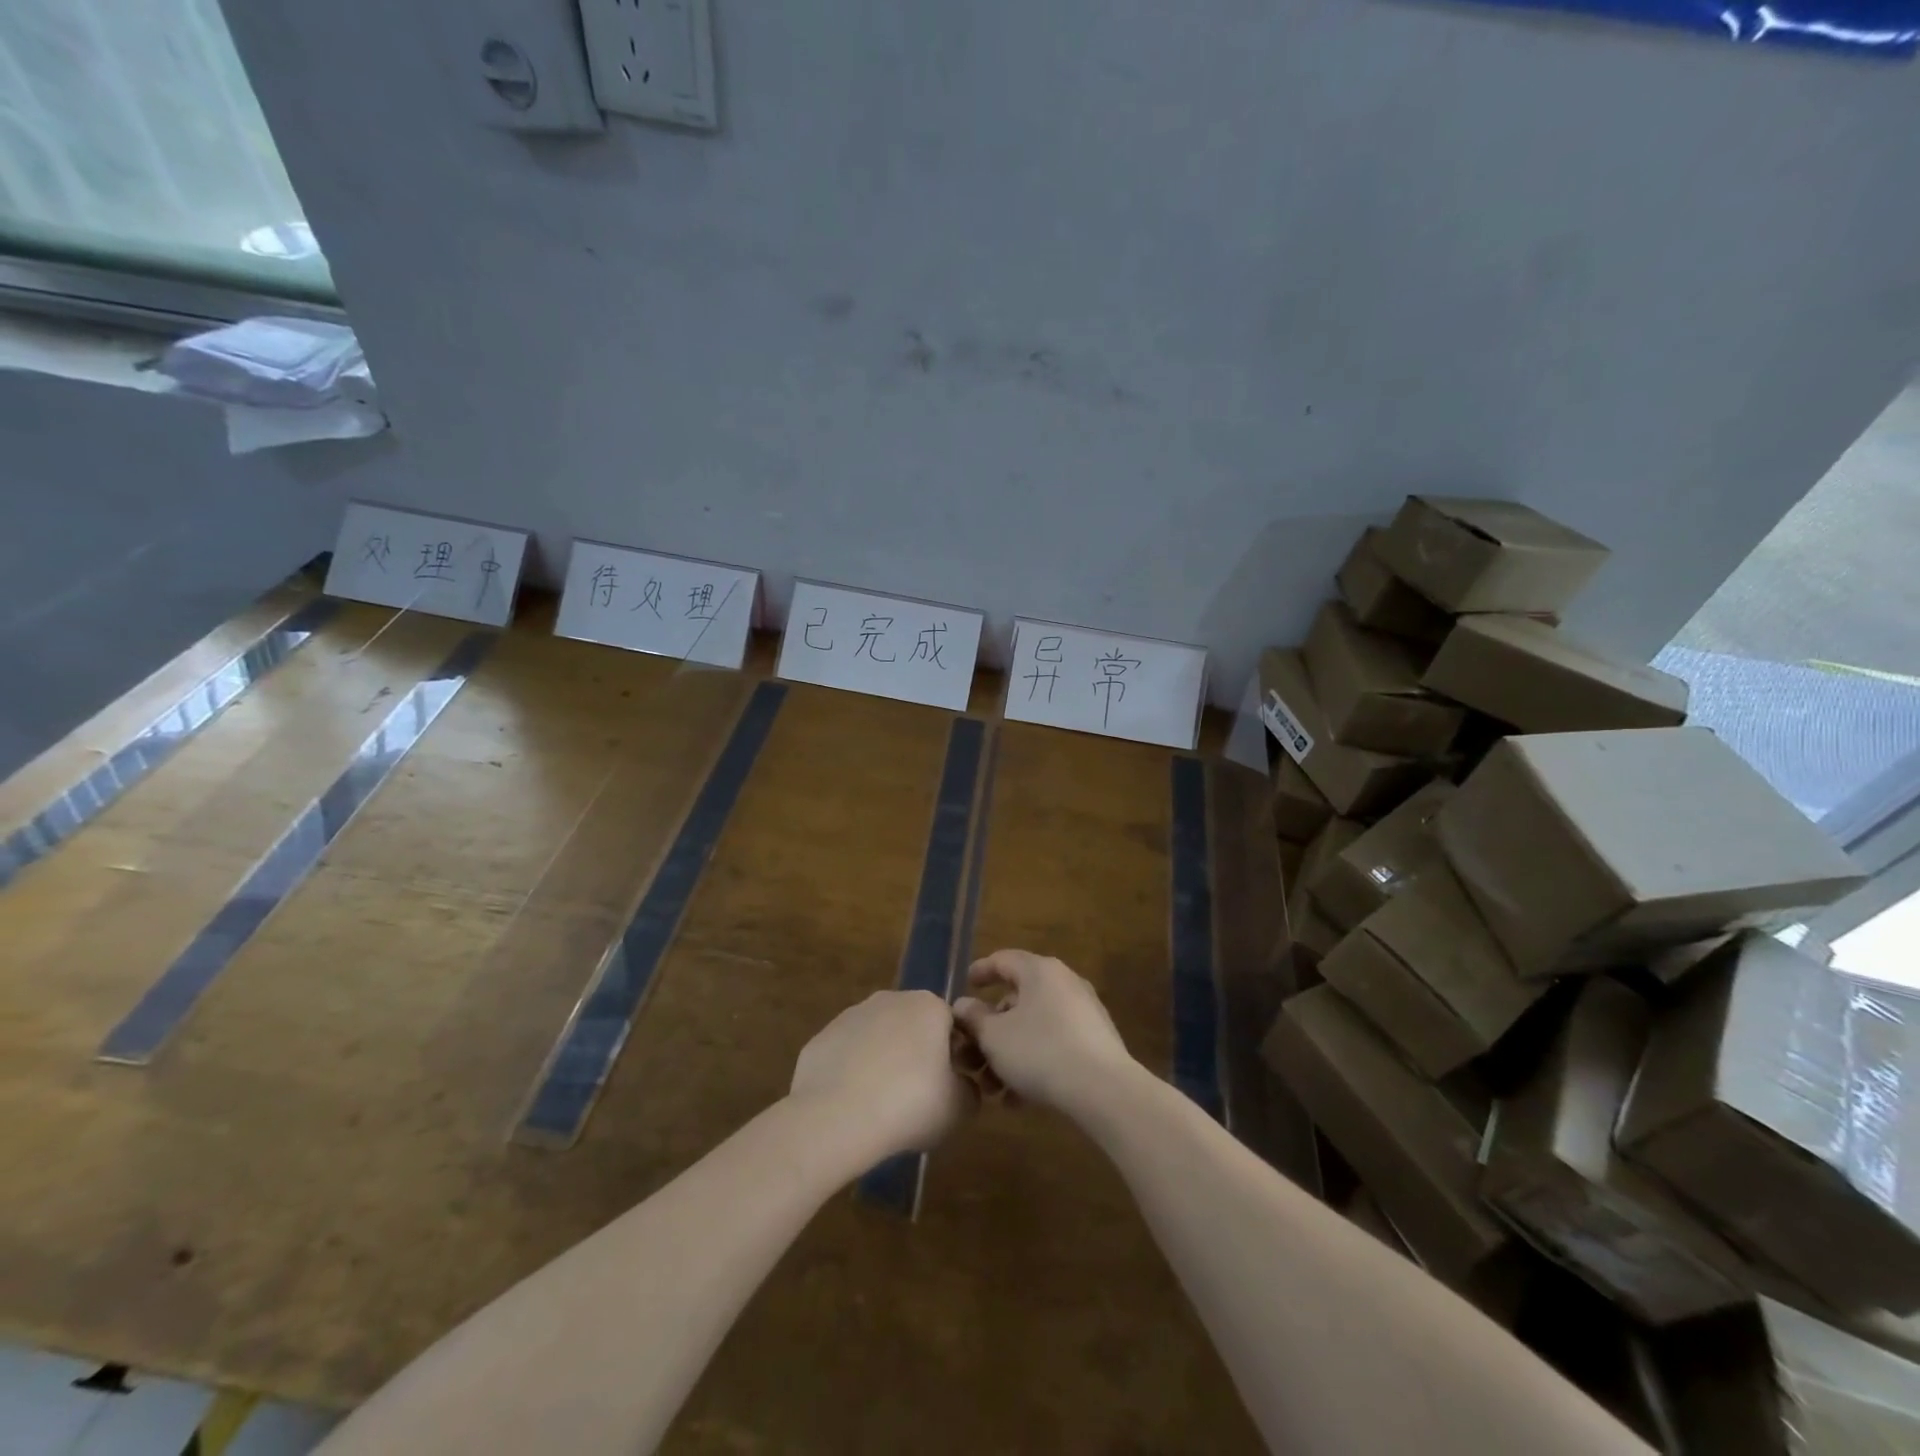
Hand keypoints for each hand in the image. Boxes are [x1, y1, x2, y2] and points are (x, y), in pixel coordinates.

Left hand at [788, 990, 972, 1160]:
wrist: (835, 1117)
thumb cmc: (909, 1104)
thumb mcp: (960, 1107)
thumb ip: (970, 1090)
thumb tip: (963, 1085)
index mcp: (929, 1006)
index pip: (952, 1024)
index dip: (957, 1055)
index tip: (953, 1086)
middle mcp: (890, 999)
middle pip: (914, 1026)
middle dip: (919, 1055)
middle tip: (920, 1096)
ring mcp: (852, 1015)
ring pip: (879, 1038)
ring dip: (885, 1062)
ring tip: (884, 1105)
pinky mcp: (822, 1037)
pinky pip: (848, 1054)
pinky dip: (854, 1073)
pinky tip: (854, 1104)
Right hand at [952, 950, 1136, 1117]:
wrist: (1103, 1089)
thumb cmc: (1040, 1051)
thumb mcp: (994, 1036)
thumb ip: (973, 1018)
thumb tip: (963, 1005)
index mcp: (1039, 971)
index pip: (1003, 960)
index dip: (981, 971)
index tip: (965, 985)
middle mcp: (1064, 983)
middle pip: (1018, 999)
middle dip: (992, 1030)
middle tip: (975, 1054)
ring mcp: (1084, 1012)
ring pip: (1035, 1027)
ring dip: (1010, 1054)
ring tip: (994, 1089)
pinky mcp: (1096, 1041)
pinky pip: (1055, 1044)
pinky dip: (1034, 1062)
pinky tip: (1020, 1099)